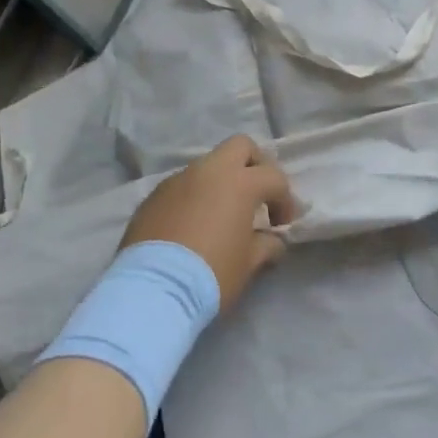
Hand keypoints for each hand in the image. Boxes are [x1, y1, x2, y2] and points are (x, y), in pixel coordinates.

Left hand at [121, 135, 297, 308]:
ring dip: (221, 183)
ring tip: (221, 216)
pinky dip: (195, 197)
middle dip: (255, 165)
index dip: (284, 200)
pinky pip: (183, 187)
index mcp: (239, 182)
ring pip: (208, 166)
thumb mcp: (249, 264)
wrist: (153, 290)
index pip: (274, 177)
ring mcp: (178, 180)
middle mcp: (209, 171)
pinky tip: (192, 226)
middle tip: (257, 196)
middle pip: (240, 146)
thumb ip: (267, 245)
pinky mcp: (153, 197)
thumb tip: (273, 241)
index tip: (282, 225)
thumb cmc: (212, 273)